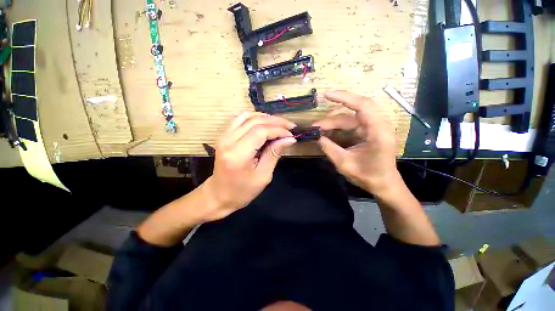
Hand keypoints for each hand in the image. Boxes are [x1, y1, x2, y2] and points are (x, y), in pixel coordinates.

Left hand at [202, 112, 296, 220]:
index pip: (261, 131)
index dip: (278, 130)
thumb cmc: (243, 190)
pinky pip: (239, 118)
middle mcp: (228, 140)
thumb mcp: (263, 176)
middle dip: (275, 121)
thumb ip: (274, 154)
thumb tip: (289, 139)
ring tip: (279, 124)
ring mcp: (223, 136)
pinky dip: (254, 118)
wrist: (219, 195)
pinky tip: (264, 123)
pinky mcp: (223, 135)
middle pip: (255, 121)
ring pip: (247, 115)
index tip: (291, 135)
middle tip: (290, 126)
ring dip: (265, 117)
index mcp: (238, 154)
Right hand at [314, 90, 399, 196]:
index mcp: (377, 131)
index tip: (326, 95)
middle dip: (332, 117)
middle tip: (315, 125)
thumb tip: (316, 136)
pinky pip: (351, 125)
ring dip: (333, 124)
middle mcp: (378, 125)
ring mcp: (373, 128)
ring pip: (350, 119)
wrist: (384, 185)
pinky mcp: (369, 132)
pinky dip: (338, 128)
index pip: (362, 105)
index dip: (344, 97)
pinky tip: (327, 133)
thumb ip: (329, 148)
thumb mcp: (345, 164)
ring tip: (318, 131)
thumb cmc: (368, 176)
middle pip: (353, 111)